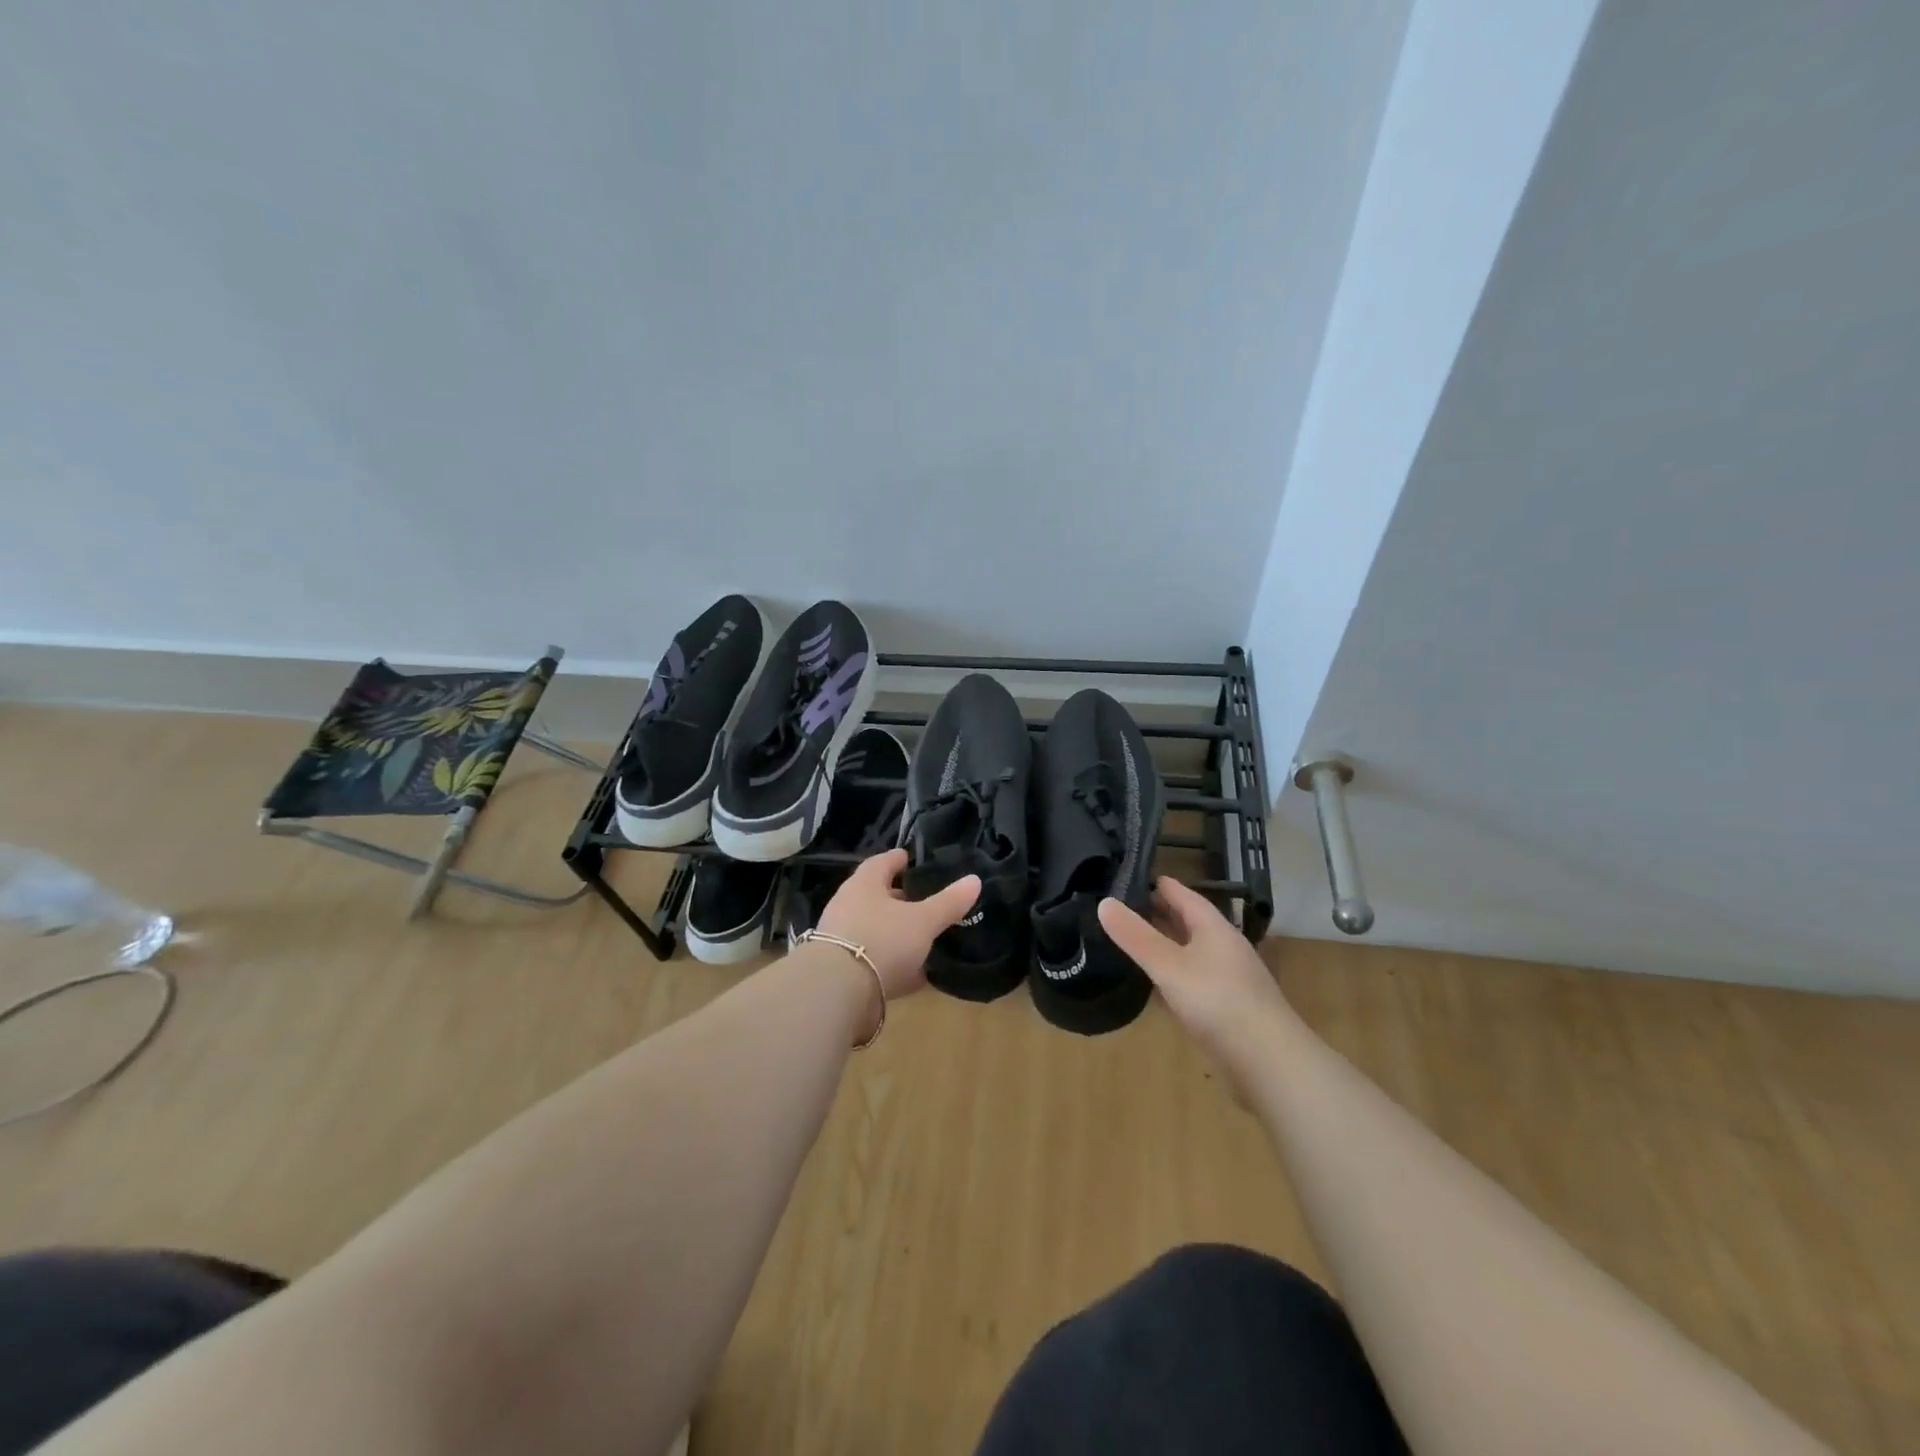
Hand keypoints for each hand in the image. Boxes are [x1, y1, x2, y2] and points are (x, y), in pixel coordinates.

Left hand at [817, 849, 980, 1002]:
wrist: (837, 992)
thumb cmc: (881, 940)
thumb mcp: (923, 921)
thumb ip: (948, 902)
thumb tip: (975, 880)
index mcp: (864, 885)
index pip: (881, 862)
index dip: (898, 859)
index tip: (911, 859)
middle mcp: (847, 906)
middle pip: (876, 897)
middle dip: (898, 898)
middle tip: (923, 899)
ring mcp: (841, 940)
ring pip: (874, 930)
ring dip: (896, 933)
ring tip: (923, 937)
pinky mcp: (842, 971)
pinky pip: (874, 962)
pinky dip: (894, 965)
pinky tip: (916, 975)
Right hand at [1098, 877, 1291, 1066]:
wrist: (1270, 1064)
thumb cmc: (1218, 1002)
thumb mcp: (1169, 965)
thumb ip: (1136, 936)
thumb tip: (1104, 902)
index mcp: (1215, 928)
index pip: (1183, 895)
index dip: (1158, 885)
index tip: (1130, 876)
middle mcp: (1224, 948)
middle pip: (1189, 922)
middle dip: (1159, 913)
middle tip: (1122, 907)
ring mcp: (1229, 980)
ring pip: (1191, 952)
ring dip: (1166, 945)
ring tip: (1133, 941)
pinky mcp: (1228, 1009)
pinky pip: (1194, 980)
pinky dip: (1173, 975)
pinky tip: (1157, 985)